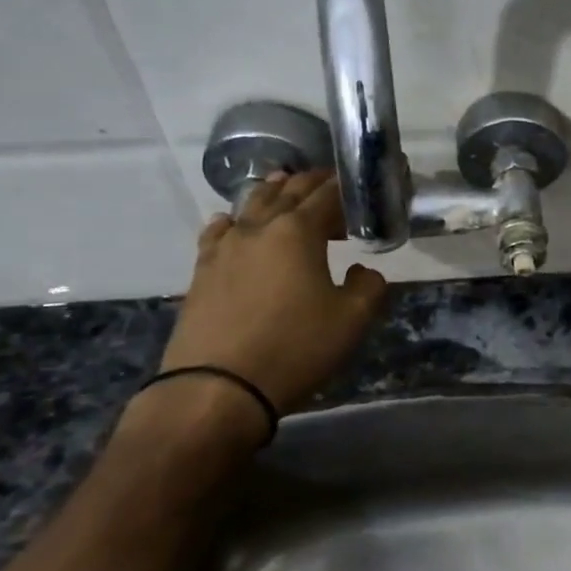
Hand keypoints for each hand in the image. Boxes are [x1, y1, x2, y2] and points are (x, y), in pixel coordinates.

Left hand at [158, 170, 389, 419]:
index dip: (345, 187)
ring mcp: (225, 248)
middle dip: (311, 184)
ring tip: (284, 186)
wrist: (218, 388)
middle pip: (287, 192)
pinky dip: (233, 221)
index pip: (326, 195)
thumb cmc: (295, 347)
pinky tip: (232, 223)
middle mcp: (259, 228)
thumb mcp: (352, 320)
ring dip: (272, 193)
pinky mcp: (202, 271)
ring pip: (250, 206)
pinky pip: (220, 232)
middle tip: (330, 182)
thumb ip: (369, 287)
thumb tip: (362, 270)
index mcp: (298, 232)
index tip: (360, 186)